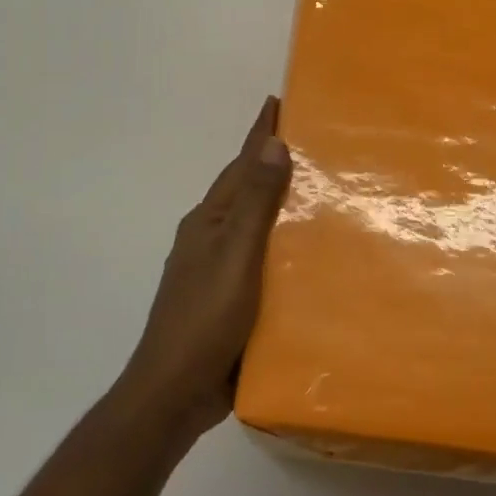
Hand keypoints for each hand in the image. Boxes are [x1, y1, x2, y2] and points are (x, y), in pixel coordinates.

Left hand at [119, 97, 292, 442]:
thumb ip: (255, 203)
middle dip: (272, 165)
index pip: (240, 165)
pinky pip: (261, 260)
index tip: (278, 101)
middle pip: (245, 191)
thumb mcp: (236, 254)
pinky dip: (282, 247)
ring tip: (321, 194)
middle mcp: (210, 238)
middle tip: (314, 144)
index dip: (259, 134)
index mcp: (208, 221)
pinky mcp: (229, 301)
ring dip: (280, 206)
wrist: (174, 393)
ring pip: (255, 226)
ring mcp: (217, 271)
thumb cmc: (205, 317)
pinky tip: (307, 256)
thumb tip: (273, 144)